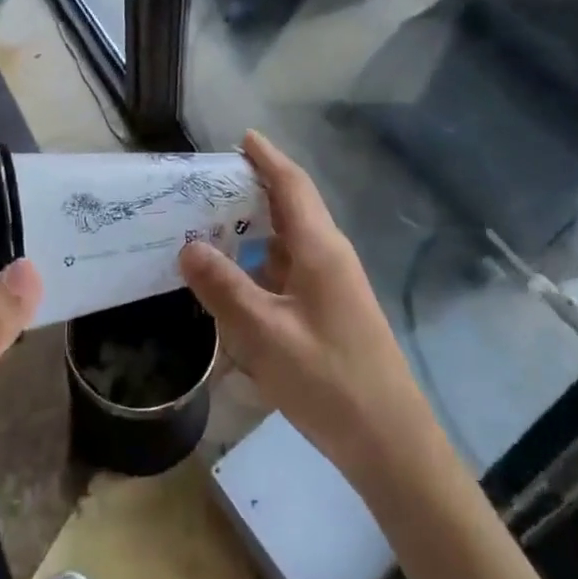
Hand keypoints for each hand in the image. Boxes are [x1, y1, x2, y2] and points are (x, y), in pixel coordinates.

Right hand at [180, 132, 439, 488]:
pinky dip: (262, 264)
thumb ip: (223, 288)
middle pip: (291, 207)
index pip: (291, 185)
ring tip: (211, 226)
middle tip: (208, 184)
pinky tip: (236, 282)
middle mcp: (329, 256)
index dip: (267, 157)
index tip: (242, 136)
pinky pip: (291, 271)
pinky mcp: (331, 311)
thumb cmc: (328, 379)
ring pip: (289, 242)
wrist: (390, 442)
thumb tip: (187, 245)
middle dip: (254, 189)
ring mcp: (334, 285)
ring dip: (255, 229)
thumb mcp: (265, 334)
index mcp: (319, 248)